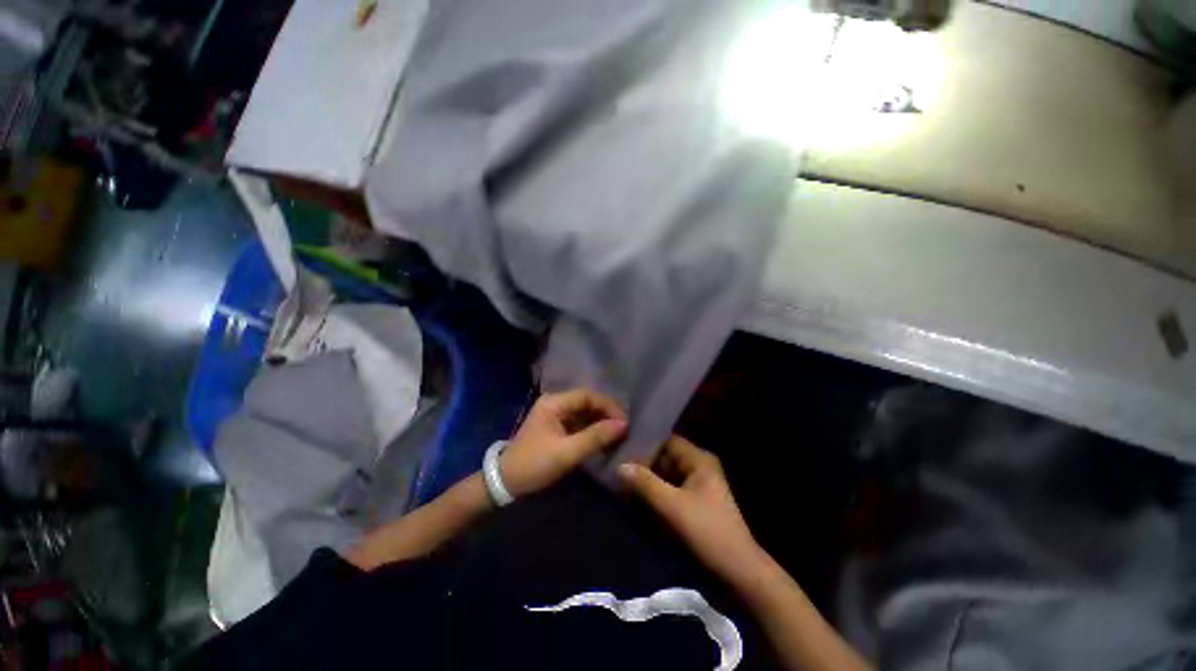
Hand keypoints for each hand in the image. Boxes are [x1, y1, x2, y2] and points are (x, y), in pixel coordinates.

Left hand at [501, 390, 627, 497]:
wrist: (505, 482)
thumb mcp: (566, 452)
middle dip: (605, 413)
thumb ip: (595, 437)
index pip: (587, 395)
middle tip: (623, 428)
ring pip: (584, 412)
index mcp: (554, 402)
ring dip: (600, 421)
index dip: (608, 406)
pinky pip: (578, 422)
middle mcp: (554, 403)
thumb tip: (623, 424)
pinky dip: (591, 429)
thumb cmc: (535, 464)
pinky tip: (602, 439)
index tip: (624, 421)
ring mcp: (554, 414)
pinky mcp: (555, 427)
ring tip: (616, 434)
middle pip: (586, 401)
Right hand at [619, 436, 761, 582]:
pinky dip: (653, 493)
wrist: (739, 574)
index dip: (644, 443)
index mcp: (699, 460)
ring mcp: (695, 485)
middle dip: (642, 464)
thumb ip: (646, 484)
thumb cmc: (709, 533)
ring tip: (619, 480)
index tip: (621, 448)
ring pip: (664, 475)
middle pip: (664, 458)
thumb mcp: (673, 507)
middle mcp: (697, 467)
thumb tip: (619, 466)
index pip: (666, 440)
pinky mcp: (692, 503)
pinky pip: (668, 490)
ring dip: (646, 480)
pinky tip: (634, 497)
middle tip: (615, 466)